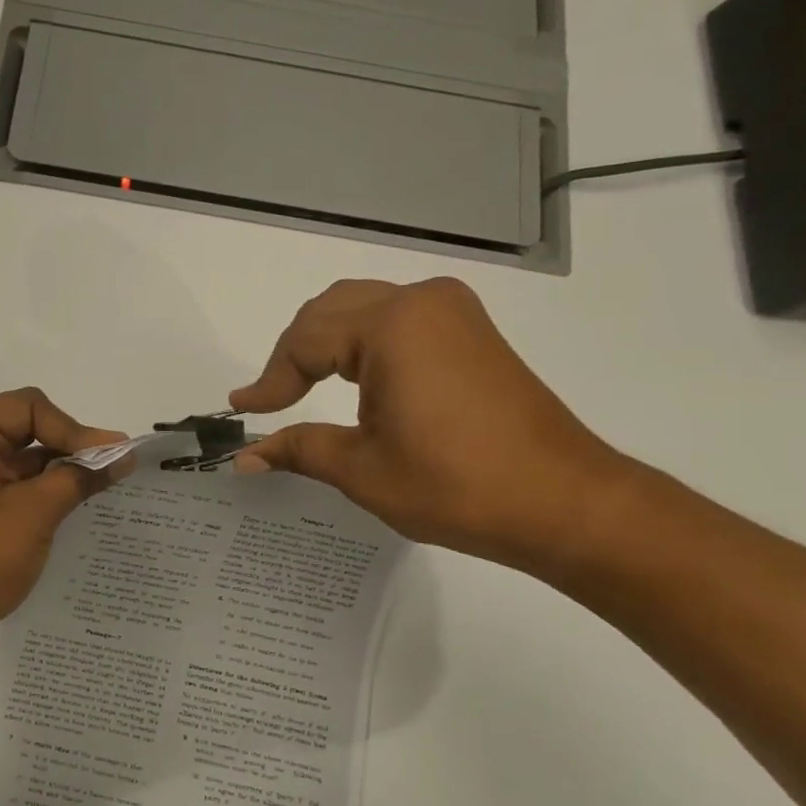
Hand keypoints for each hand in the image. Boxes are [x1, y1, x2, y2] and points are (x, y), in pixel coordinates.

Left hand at [0, 388, 126, 659]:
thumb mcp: (34, 512)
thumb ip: (79, 476)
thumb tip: (123, 453)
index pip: (29, 407)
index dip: (72, 427)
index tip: (108, 457)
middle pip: (29, 428)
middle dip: (71, 447)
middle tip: (114, 470)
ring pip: (28, 459)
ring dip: (64, 472)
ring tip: (105, 490)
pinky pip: (20, 486)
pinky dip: (49, 493)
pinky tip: (81, 508)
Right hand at [229, 278, 632, 568]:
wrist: (563, 502)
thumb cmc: (455, 485)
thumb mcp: (362, 468)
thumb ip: (299, 448)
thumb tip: (245, 457)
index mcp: (392, 326)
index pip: (305, 342)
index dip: (270, 380)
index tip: (242, 411)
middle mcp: (422, 302)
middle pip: (331, 311)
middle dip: (293, 353)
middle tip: (271, 398)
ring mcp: (453, 313)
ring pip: (363, 308)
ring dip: (326, 343)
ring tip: (301, 387)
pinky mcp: (471, 332)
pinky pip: (397, 320)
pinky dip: (362, 343)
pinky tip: (353, 378)